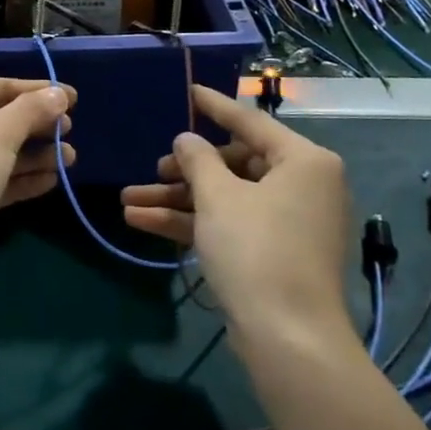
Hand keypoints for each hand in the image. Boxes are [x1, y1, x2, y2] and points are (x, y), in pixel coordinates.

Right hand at [120, 85, 353, 343]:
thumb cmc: (256, 249)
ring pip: (223, 198)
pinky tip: (141, 222)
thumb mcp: (218, 196)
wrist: (288, 339)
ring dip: (176, 199)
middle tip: (152, 169)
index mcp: (303, 161)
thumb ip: (197, 159)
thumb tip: (187, 140)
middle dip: (184, 170)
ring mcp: (286, 222)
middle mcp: (300, 186)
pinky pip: (227, 225)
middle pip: (233, 164)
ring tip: (127, 200)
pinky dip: (189, 223)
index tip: (188, 89)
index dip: (213, 106)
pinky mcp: (271, 253)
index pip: (249, 121)